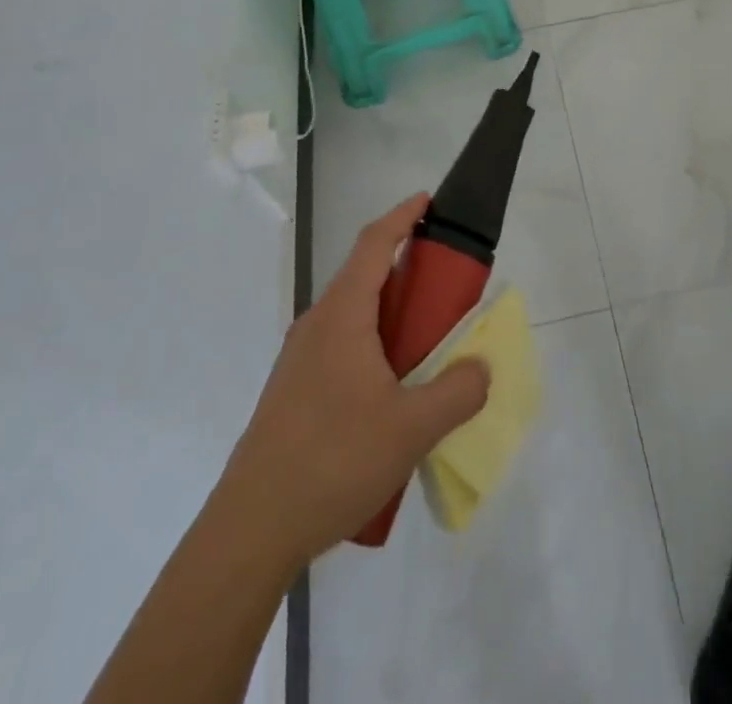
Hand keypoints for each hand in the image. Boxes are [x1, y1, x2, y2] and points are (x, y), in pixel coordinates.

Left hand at [223, 195, 489, 574]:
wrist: (250, 531)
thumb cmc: (332, 461)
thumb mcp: (412, 429)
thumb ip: (458, 392)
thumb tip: (481, 368)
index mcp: (342, 317)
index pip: (373, 244)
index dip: (402, 216)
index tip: (428, 201)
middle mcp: (317, 326)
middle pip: (363, 275)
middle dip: (405, 267)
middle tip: (446, 282)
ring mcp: (300, 360)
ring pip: (352, 314)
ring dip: (390, 311)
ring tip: (426, 339)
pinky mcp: (293, 392)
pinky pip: (341, 345)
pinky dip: (374, 342)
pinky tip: (393, 389)